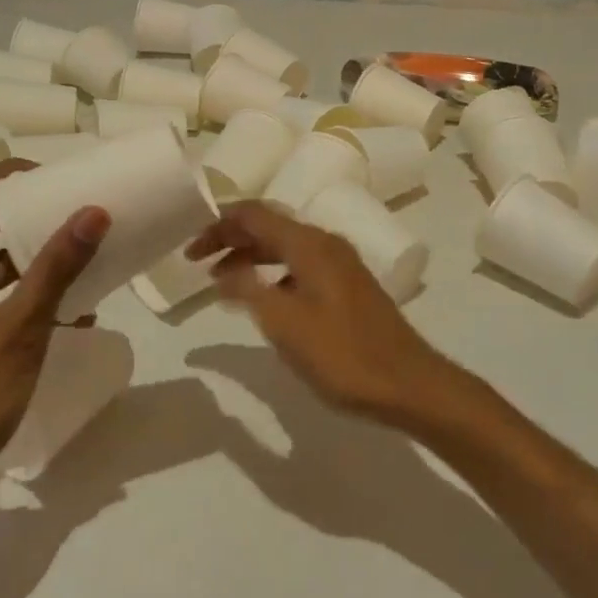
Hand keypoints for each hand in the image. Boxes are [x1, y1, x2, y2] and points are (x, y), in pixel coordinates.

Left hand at [0, 160, 107, 496]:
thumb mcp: (21, 329)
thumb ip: (56, 268)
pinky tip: (65, 312)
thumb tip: (93, 211)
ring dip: (27, 256)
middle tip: (72, 209)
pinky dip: (19, 293)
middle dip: (24, 213)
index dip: (10, 176)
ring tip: (76, 255)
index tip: (56, 179)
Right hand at [187, 201, 448, 421]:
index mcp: (309, 244)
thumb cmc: (342, 354)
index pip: (254, 214)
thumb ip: (249, 290)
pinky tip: (261, 299)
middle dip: (230, 238)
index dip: (218, 225)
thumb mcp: (284, 324)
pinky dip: (272, 273)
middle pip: (269, 225)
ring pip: (284, 246)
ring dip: (250, 257)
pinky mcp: (347, 285)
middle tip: (197, 262)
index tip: (189, 249)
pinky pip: (299, 264)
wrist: (408, 383)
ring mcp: (339, 263)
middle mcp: (325, 243)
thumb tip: (223, 272)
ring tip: (221, 281)